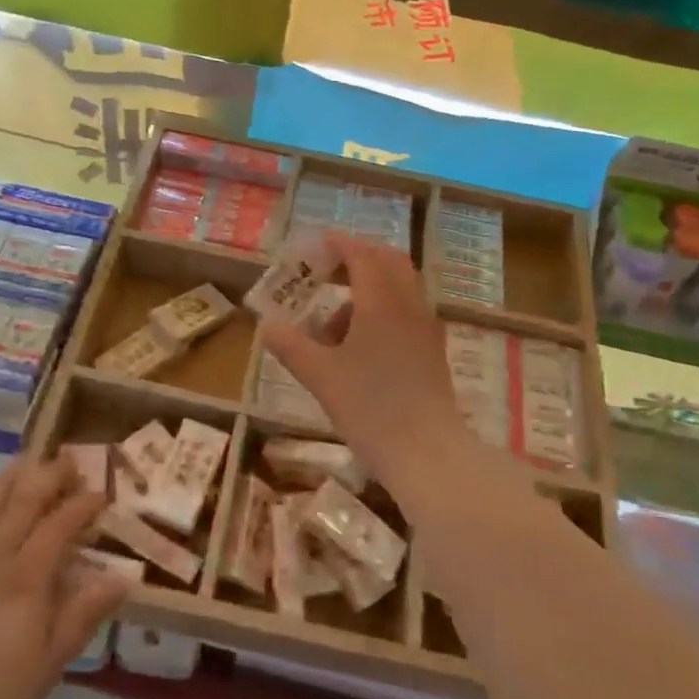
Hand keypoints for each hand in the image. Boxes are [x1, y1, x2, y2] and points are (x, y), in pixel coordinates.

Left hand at [0, 458, 126, 698]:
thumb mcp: (48, 667)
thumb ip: (83, 615)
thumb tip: (124, 576)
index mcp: (25, 580)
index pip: (60, 524)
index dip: (83, 503)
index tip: (102, 493)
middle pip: (22, 501)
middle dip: (49, 475)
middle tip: (69, 460)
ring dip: (9, 479)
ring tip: (27, 463)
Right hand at [259, 232, 469, 489]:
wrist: (428, 453)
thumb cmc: (371, 408)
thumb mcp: (320, 376)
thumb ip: (290, 346)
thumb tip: (266, 325)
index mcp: (381, 302)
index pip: (361, 254)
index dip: (337, 244)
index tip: (313, 245)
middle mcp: (409, 304)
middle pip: (388, 260)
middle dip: (357, 258)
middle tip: (326, 271)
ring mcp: (426, 326)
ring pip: (400, 286)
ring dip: (368, 286)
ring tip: (333, 321)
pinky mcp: (432, 349)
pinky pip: (407, 310)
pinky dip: (383, 308)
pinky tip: (360, 344)